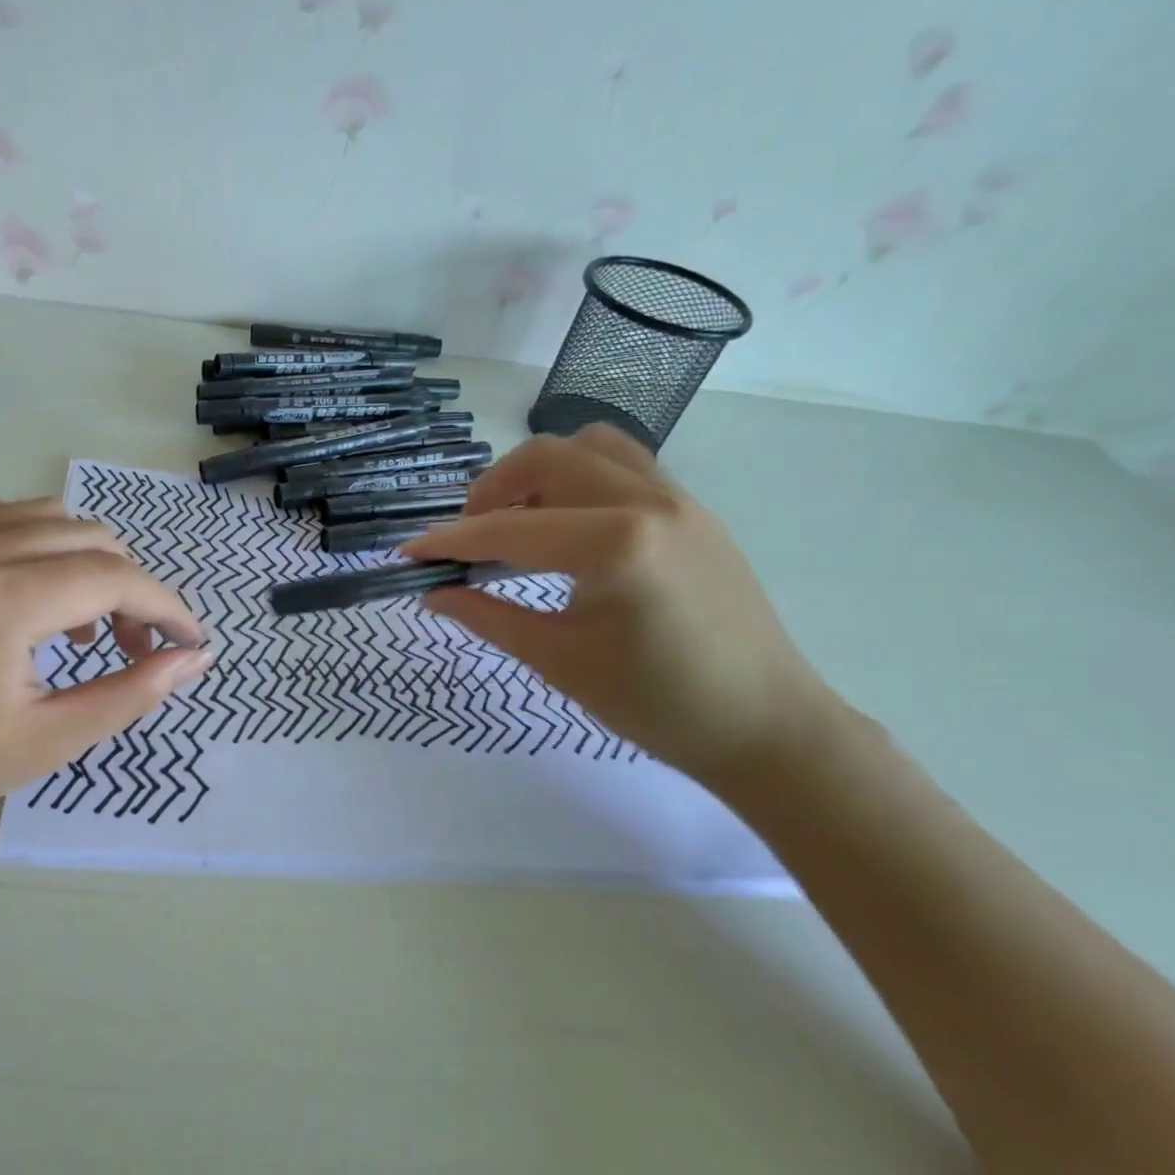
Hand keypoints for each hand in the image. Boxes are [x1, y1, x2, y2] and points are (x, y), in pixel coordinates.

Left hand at [0, 494, 208, 843]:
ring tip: (83, 622)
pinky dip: (31, 538)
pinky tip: (30, 585)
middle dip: (130, 588)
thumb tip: (194, 658)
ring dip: (85, 560)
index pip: (113, 578)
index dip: (165, 607)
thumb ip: (132, 691)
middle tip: (135, 646)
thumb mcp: (49, 741)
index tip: (189, 641)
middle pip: (87, 537)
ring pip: (44, 515)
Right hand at [404, 427, 838, 782]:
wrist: (764, 726)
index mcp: (615, 545)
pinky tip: (571, 529)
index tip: (410, 553)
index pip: (508, 530)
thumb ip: (486, 616)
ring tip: (522, 523)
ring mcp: (679, 499)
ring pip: (589, 448)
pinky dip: (581, 480)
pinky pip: (626, 466)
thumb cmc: (655, 704)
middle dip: (492, 492)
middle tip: (470, 538)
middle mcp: (648, 502)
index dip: (450, 541)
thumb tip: (432, 593)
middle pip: (545, 458)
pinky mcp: (695, 511)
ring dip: (540, 474)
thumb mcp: (557, 660)